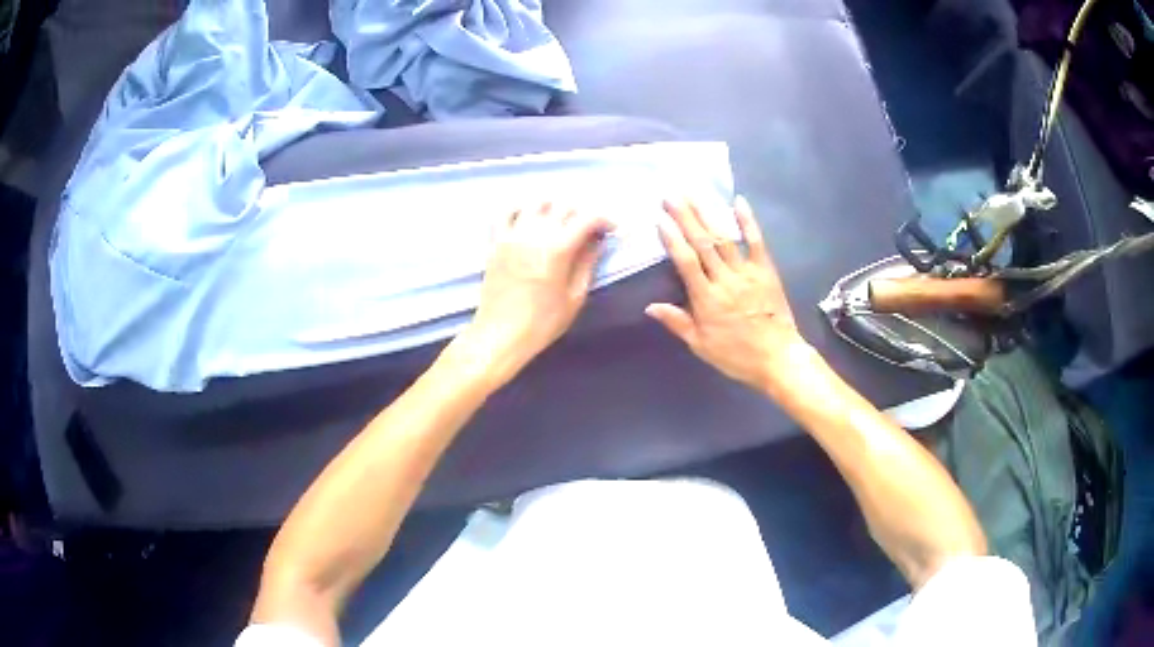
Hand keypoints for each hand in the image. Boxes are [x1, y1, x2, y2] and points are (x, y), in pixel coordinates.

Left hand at [457, 203, 612, 385]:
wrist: (501, 334)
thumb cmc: (542, 322)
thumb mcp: (575, 297)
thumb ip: (587, 264)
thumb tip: (597, 242)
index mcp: (559, 248)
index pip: (587, 218)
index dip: (604, 220)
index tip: (611, 229)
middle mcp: (535, 233)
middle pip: (563, 206)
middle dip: (581, 214)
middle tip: (588, 229)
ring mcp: (512, 235)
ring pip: (536, 203)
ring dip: (553, 207)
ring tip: (559, 221)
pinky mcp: (496, 241)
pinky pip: (506, 212)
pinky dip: (520, 209)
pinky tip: (528, 217)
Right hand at [646, 196, 809, 392]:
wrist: (778, 358)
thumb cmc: (737, 356)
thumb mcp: (701, 346)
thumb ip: (677, 323)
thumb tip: (650, 306)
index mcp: (707, 299)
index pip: (686, 262)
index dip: (672, 238)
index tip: (660, 218)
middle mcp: (725, 280)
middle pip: (703, 243)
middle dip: (685, 217)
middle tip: (671, 195)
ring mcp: (747, 273)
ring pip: (724, 238)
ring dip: (708, 213)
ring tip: (694, 194)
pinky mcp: (766, 271)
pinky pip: (756, 242)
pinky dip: (748, 221)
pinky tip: (738, 202)